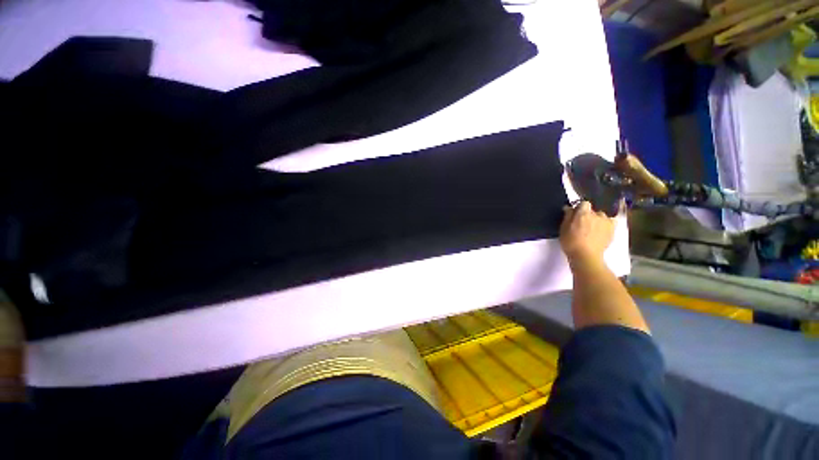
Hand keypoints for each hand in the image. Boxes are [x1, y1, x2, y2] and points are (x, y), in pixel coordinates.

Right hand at [560, 201, 616, 264]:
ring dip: (597, 220)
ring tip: (592, 229)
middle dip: (588, 215)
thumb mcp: (563, 228)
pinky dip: (606, 224)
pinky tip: (602, 230)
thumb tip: (569, 208)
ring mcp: (607, 222)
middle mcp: (597, 214)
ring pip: (602, 216)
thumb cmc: (570, 242)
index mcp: (583, 213)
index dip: (579, 209)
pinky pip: (611, 222)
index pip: (583, 203)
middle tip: (582, 225)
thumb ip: (567, 216)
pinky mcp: (613, 230)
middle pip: (592, 210)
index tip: (574, 215)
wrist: (586, 256)